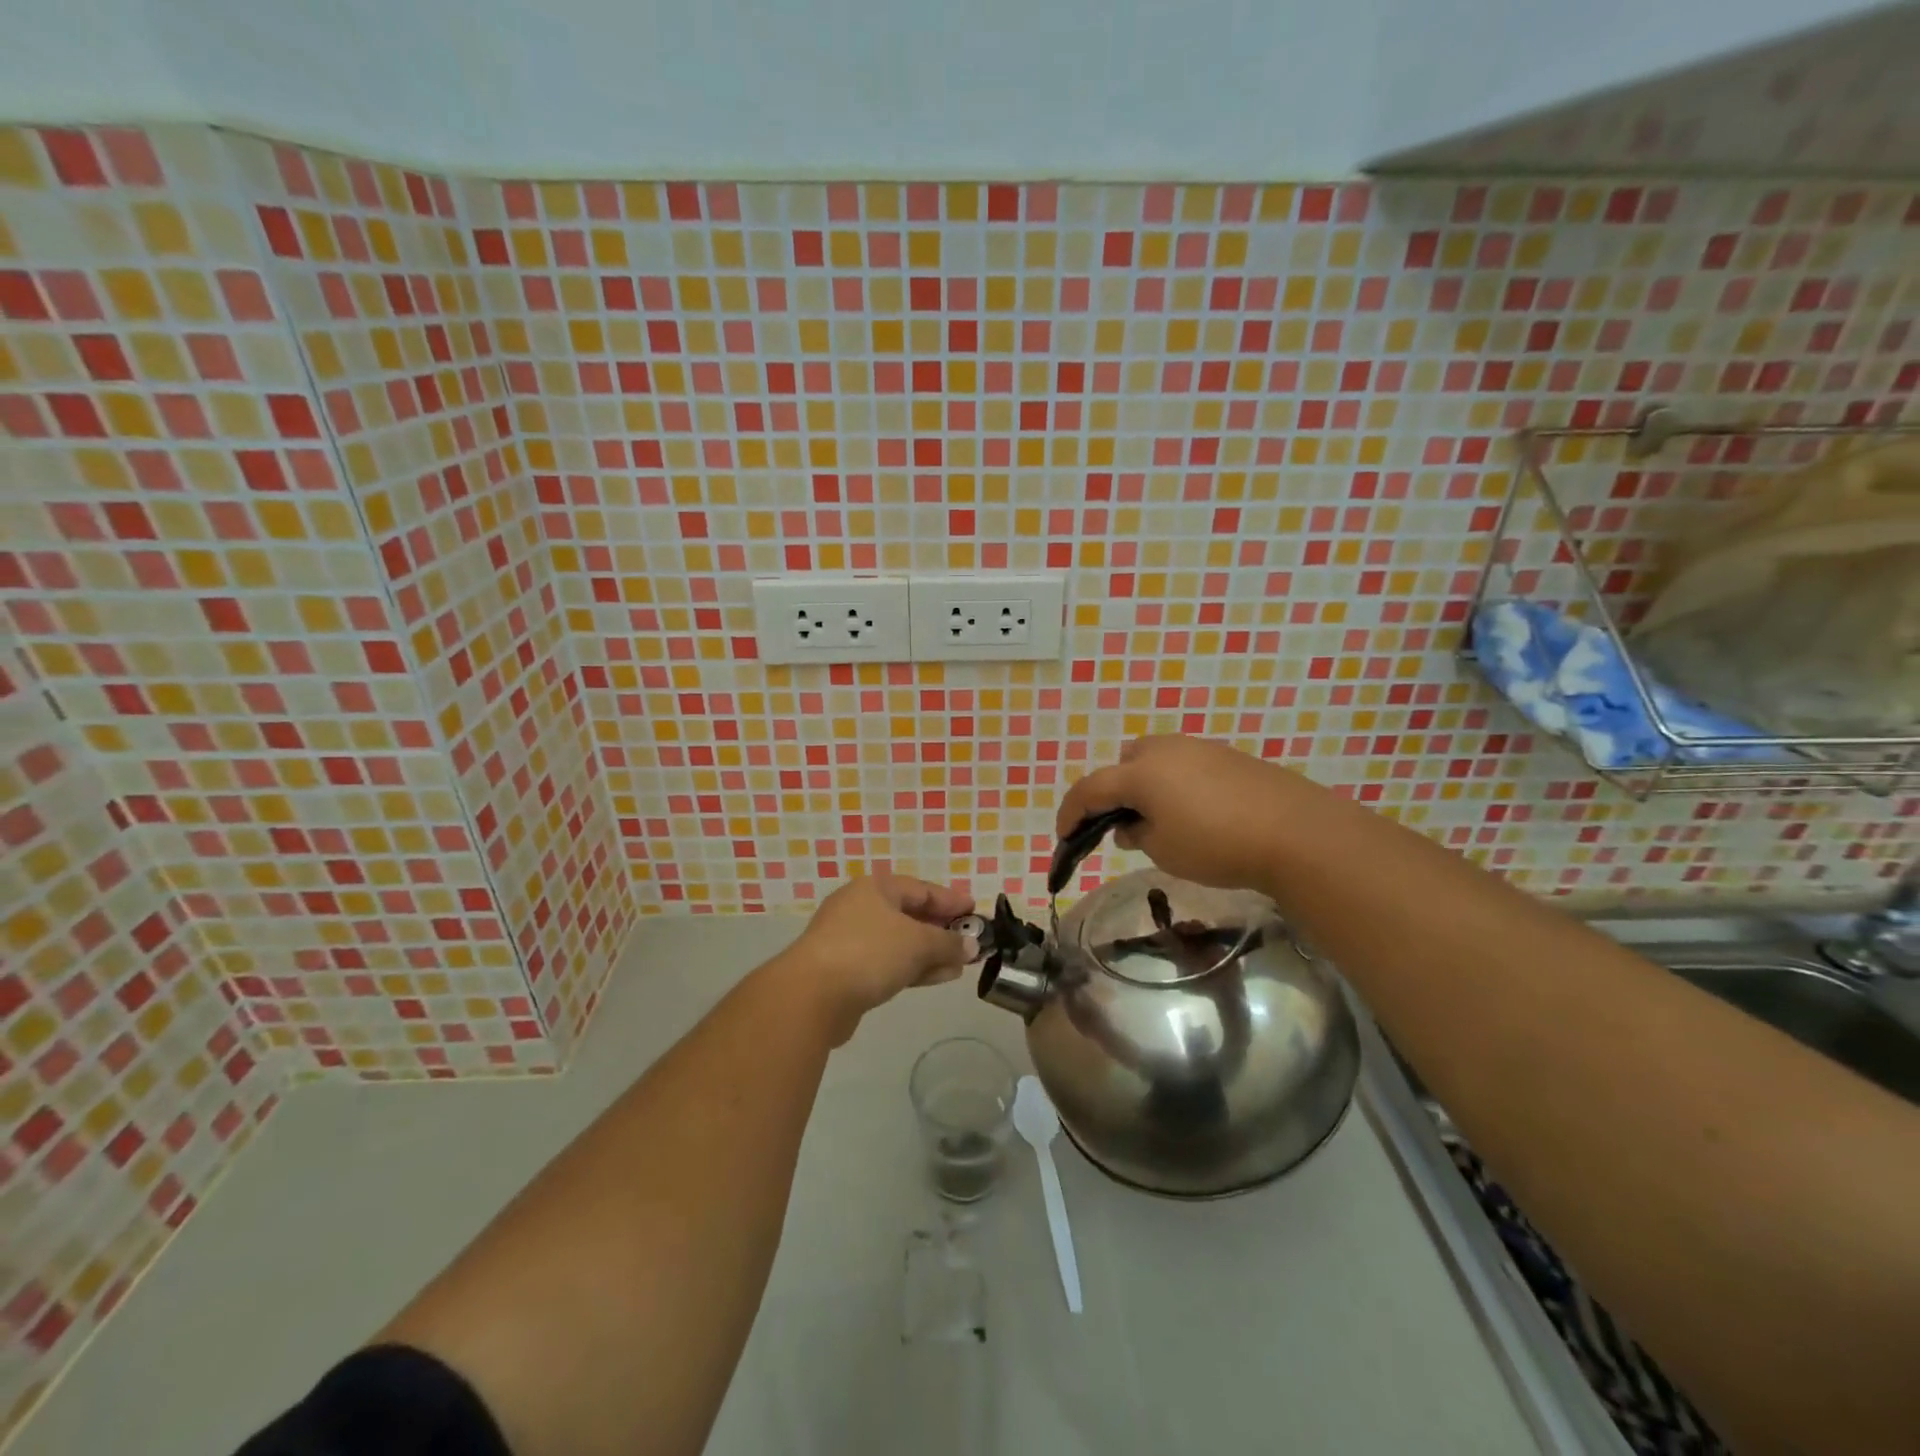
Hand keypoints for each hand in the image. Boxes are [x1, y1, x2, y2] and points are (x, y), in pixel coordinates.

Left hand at [782, 874, 979, 1041]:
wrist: (812, 996)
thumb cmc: (869, 952)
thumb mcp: (918, 943)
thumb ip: (948, 943)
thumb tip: (972, 946)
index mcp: (875, 888)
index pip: (921, 889)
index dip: (951, 900)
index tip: (976, 911)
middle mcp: (860, 908)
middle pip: (910, 914)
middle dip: (941, 929)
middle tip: (970, 940)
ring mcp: (850, 940)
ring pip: (900, 942)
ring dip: (930, 952)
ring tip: (960, 964)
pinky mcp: (846, 970)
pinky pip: (888, 963)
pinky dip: (913, 967)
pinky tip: (937, 977)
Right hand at [1056, 735, 1301, 893]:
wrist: (1295, 831)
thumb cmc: (1216, 844)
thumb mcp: (1163, 850)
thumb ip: (1136, 835)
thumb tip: (1129, 825)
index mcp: (1140, 772)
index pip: (1090, 788)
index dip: (1071, 812)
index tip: (1064, 836)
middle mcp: (1165, 750)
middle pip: (1123, 763)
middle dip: (1114, 791)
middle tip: (1121, 824)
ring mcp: (1199, 748)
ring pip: (1156, 759)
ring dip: (1146, 784)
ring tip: (1160, 820)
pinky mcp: (1228, 756)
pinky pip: (1186, 764)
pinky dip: (1176, 784)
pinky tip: (1196, 812)